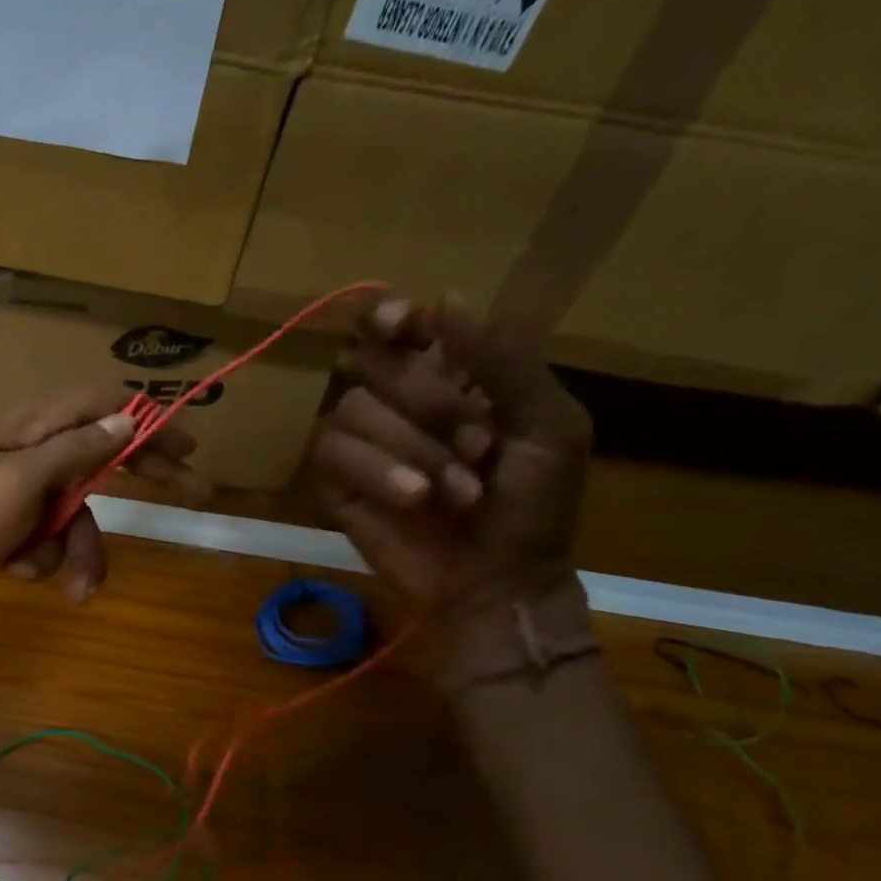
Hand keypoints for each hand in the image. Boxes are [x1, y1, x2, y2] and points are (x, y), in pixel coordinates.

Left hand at [0, 385, 198, 612]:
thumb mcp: (19, 482)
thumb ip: (75, 450)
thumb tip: (125, 419)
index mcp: (30, 428)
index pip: (102, 405)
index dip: (149, 419)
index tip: (189, 442)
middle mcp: (27, 451)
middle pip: (99, 456)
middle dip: (138, 483)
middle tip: (191, 494)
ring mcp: (14, 489)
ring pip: (73, 512)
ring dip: (75, 550)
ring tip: (73, 590)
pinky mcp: (2, 523)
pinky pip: (42, 537)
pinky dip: (38, 558)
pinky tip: (11, 569)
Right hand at [307, 293, 591, 619]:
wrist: (498, 581)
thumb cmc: (534, 506)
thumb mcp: (548, 426)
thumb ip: (502, 361)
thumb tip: (444, 299)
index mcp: (446, 377)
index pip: (394, 326)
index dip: (387, 316)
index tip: (402, 326)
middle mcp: (394, 402)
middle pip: (371, 361)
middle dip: (427, 401)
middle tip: (478, 447)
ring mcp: (359, 442)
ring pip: (351, 409)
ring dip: (412, 449)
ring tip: (455, 492)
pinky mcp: (333, 481)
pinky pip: (332, 452)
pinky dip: (376, 472)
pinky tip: (413, 499)